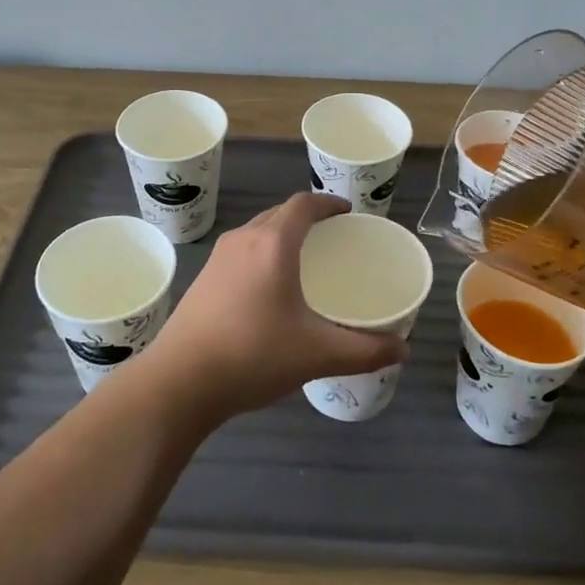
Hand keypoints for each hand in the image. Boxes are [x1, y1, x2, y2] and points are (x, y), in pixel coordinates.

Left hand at [142, 194, 407, 422]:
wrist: (179, 381)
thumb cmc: (253, 355)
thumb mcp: (317, 354)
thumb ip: (365, 350)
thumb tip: (404, 349)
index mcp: (273, 243)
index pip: (303, 204)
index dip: (328, 203)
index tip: (347, 213)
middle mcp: (244, 239)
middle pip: (279, 213)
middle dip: (307, 218)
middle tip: (331, 237)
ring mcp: (219, 258)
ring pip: (258, 231)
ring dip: (281, 234)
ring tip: (303, 259)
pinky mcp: (203, 278)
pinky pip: (241, 251)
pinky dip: (262, 253)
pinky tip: (269, 287)